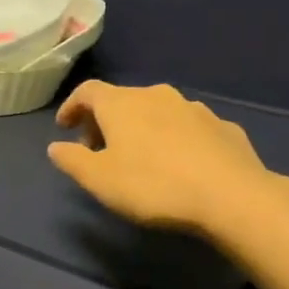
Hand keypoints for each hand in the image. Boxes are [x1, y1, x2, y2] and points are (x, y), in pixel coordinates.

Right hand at [47, 81, 285, 244]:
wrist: (232, 196)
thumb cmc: (154, 185)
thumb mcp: (99, 180)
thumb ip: (72, 160)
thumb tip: (56, 147)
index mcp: (121, 104)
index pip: (87, 91)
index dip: (71, 106)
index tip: (64, 127)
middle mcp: (157, 95)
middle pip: (122, 100)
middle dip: (105, 121)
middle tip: (98, 149)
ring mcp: (194, 108)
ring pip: (157, 111)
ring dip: (142, 128)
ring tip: (139, 157)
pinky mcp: (223, 127)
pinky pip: (188, 128)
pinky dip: (174, 138)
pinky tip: (179, 163)